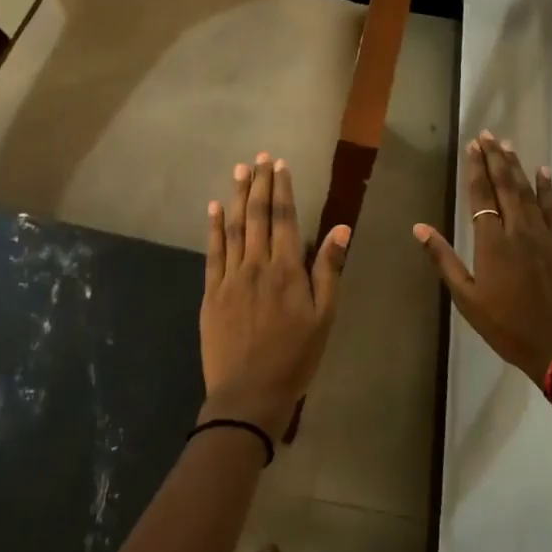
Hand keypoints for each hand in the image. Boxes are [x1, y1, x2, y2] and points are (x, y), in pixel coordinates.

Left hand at [199, 154, 349, 440]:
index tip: (280, 165)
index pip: (285, 219)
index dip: (283, 190)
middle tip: (259, 157)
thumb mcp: (324, 318)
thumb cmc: (295, 358)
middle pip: (258, 216)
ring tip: (239, 171)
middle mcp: (256, 265)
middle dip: (260, 185)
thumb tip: (341, 228)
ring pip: (234, 228)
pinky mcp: (211, 292)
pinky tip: (214, 208)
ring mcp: (230, 277)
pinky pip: (212, 252)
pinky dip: (214, 228)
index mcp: (287, 270)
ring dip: (238, 197)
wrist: (248, 394)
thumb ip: (329, 271)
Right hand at [413, 131, 551, 383]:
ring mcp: (543, 235)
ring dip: (516, 167)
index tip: (472, 146)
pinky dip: (546, 188)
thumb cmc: (507, 326)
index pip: (481, 196)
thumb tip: (420, 228)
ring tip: (507, 145)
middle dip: (495, 158)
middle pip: (505, 186)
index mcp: (492, 242)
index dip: (476, 169)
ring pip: (527, 192)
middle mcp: (518, 230)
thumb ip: (444, 260)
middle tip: (488, 134)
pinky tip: (543, 171)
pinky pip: (551, 208)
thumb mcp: (467, 298)